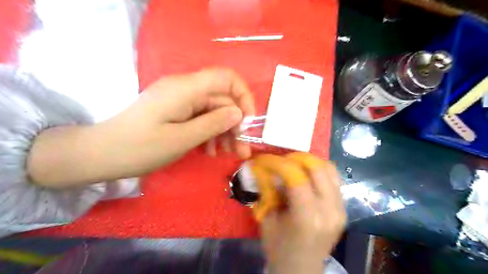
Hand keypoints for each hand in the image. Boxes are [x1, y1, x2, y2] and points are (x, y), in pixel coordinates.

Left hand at [27, 70, 255, 187]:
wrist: (102, 154)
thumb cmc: (140, 148)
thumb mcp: (182, 139)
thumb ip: (213, 123)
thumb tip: (238, 113)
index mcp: (186, 89)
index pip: (226, 78)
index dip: (243, 96)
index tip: (248, 121)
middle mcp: (185, 89)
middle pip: (221, 100)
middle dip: (235, 124)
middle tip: (241, 150)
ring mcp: (180, 101)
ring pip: (214, 111)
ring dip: (225, 132)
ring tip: (228, 154)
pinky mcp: (176, 112)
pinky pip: (201, 118)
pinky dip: (210, 134)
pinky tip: (211, 151)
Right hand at [251, 154, 346, 272]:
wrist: (301, 270)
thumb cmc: (279, 248)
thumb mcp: (267, 219)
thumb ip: (266, 191)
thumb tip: (261, 167)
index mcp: (307, 217)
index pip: (295, 176)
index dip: (277, 162)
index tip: (264, 159)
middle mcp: (329, 210)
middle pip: (317, 167)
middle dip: (294, 156)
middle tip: (279, 159)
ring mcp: (341, 208)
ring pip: (329, 168)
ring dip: (308, 161)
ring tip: (292, 164)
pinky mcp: (344, 208)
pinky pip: (334, 178)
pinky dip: (319, 169)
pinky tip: (306, 173)